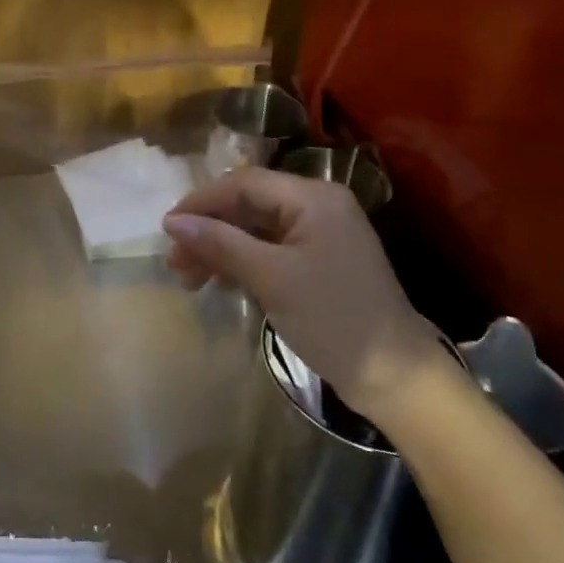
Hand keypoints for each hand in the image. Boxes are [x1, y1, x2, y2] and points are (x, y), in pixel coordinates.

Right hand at [162, 168, 447, 421]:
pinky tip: (220, 282)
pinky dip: (241, 263)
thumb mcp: (271, 278)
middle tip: (176, 263)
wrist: (397, 378)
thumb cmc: (333, 318)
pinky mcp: (317, 262)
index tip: (167, 228)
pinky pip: (268, 249)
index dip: (201, 202)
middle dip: (208, 230)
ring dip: (219, 249)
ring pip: (254, 229)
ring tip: (189, 279)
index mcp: (313, 197)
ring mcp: (319, 234)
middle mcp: (317, 206)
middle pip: (247, 205)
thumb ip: (220, 243)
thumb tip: (171, 222)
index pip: (244, 183)